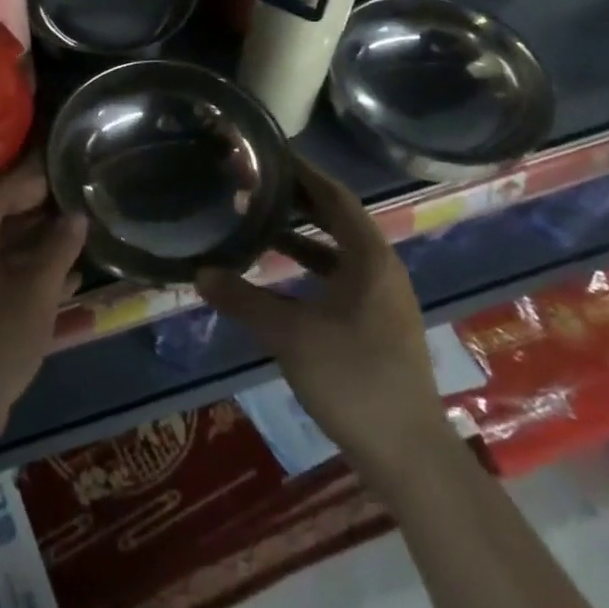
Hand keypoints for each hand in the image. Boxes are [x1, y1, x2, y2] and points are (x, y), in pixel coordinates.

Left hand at [0, 160, 87, 454]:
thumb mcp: (36, 291)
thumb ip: (59, 248)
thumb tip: (76, 216)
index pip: (2, 191)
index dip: (36, 179)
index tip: (67, 169)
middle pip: (2, 218)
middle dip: (41, 212)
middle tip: (79, 201)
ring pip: (4, 250)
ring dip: (40, 245)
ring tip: (80, 236)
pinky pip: (2, 277)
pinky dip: (30, 275)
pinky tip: (69, 280)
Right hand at [196, 171, 445, 467]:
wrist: (408, 455)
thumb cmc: (353, 379)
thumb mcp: (289, 334)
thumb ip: (243, 299)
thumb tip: (200, 273)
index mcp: (369, 258)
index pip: (335, 196)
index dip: (303, 172)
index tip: (269, 153)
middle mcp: (380, 269)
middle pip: (337, 218)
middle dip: (298, 198)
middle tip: (255, 181)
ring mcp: (381, 298)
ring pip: (338, 249)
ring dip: (302, 232)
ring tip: (260, 219)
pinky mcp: (376, 323)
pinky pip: (339, 275)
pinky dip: (309, 264)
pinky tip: (278, 273)